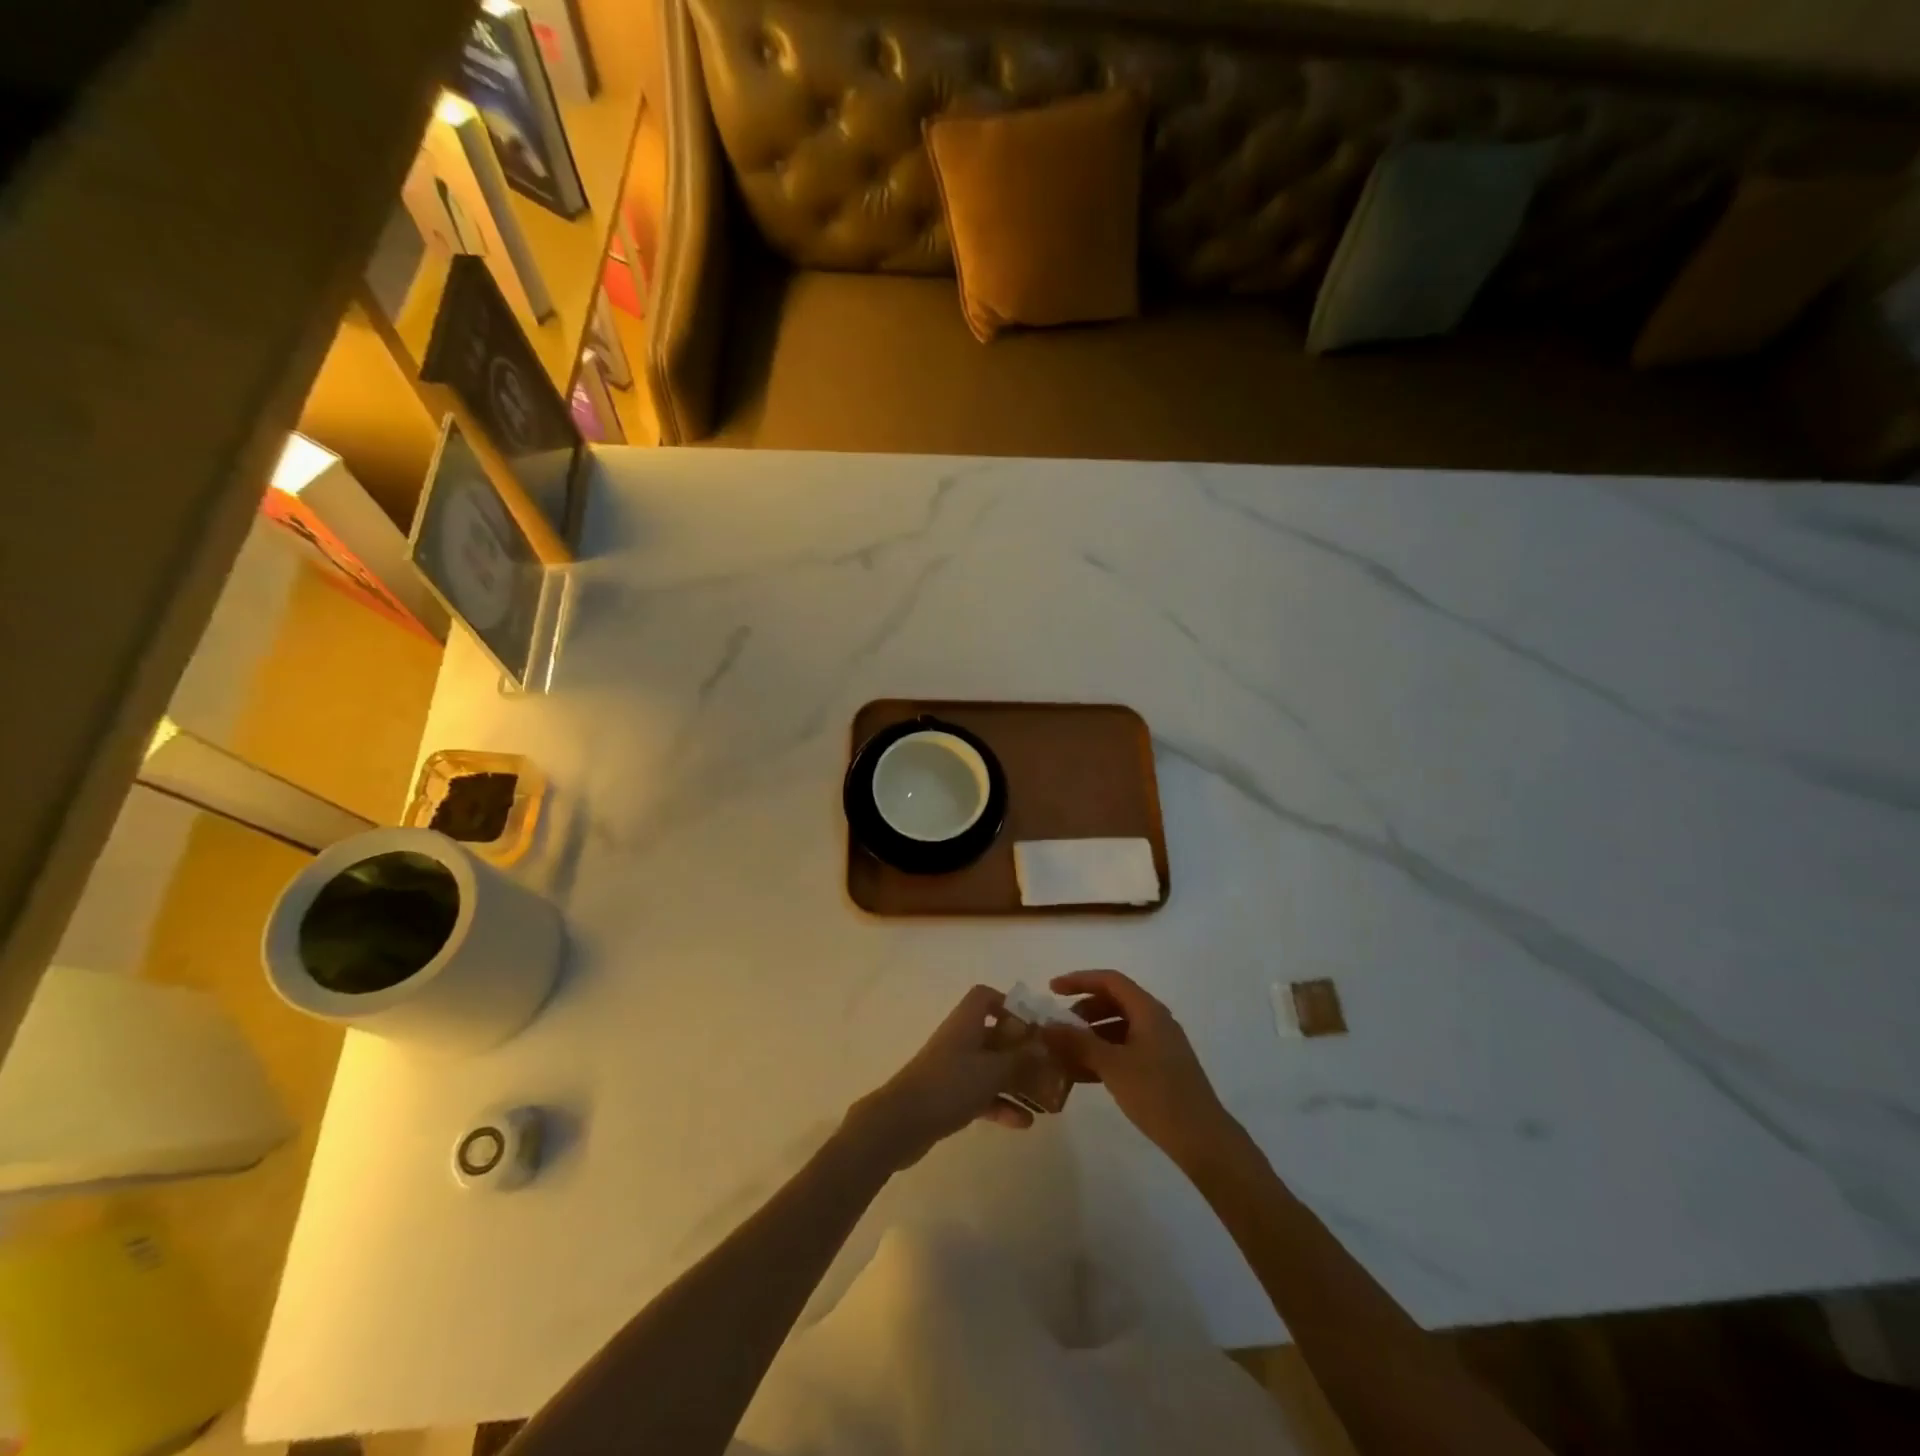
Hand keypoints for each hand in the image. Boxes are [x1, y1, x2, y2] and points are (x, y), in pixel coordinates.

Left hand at [845, 985, 1043, 1172]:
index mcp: (966, 1022)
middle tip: (1048, 1066)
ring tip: (1044, 1099)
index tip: (1031, 1025)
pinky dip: (1001, 1105)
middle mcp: (959, 1040)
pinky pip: (981, 1094)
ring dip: (1015, 1081)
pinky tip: (1024, 1123)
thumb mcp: (992, 1071)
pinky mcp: (948, 1096)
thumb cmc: (949, 1085)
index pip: (985, 997)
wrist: (901, 1123)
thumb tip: (1042, 1046)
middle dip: (1021, 1050)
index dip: (1008, 1004)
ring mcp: (953, 1069)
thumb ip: (1020, 1059)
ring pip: (990, 1068)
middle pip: (993, 1035)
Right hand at [1041, 970, 1246, 1170]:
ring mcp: (1159, 1045)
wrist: (1202, 1139)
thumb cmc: (1157, 1093)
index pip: (1109, 980)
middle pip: (1113, 1002)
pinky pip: (1125, 1049)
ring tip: (1065, 1054)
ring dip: (1090, 1036)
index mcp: (1148, 1010)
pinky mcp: (1160, 1068)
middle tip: (1059, 1028)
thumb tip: (1047, 1026)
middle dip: (1083, 1011)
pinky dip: (1103, 1055)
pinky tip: (1082, 1074)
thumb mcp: (1112, 1065)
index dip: (1079, 980)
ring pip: (1118, 1028)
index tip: (1052, 990)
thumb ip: (1078, 1042)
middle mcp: (1155, 1020)